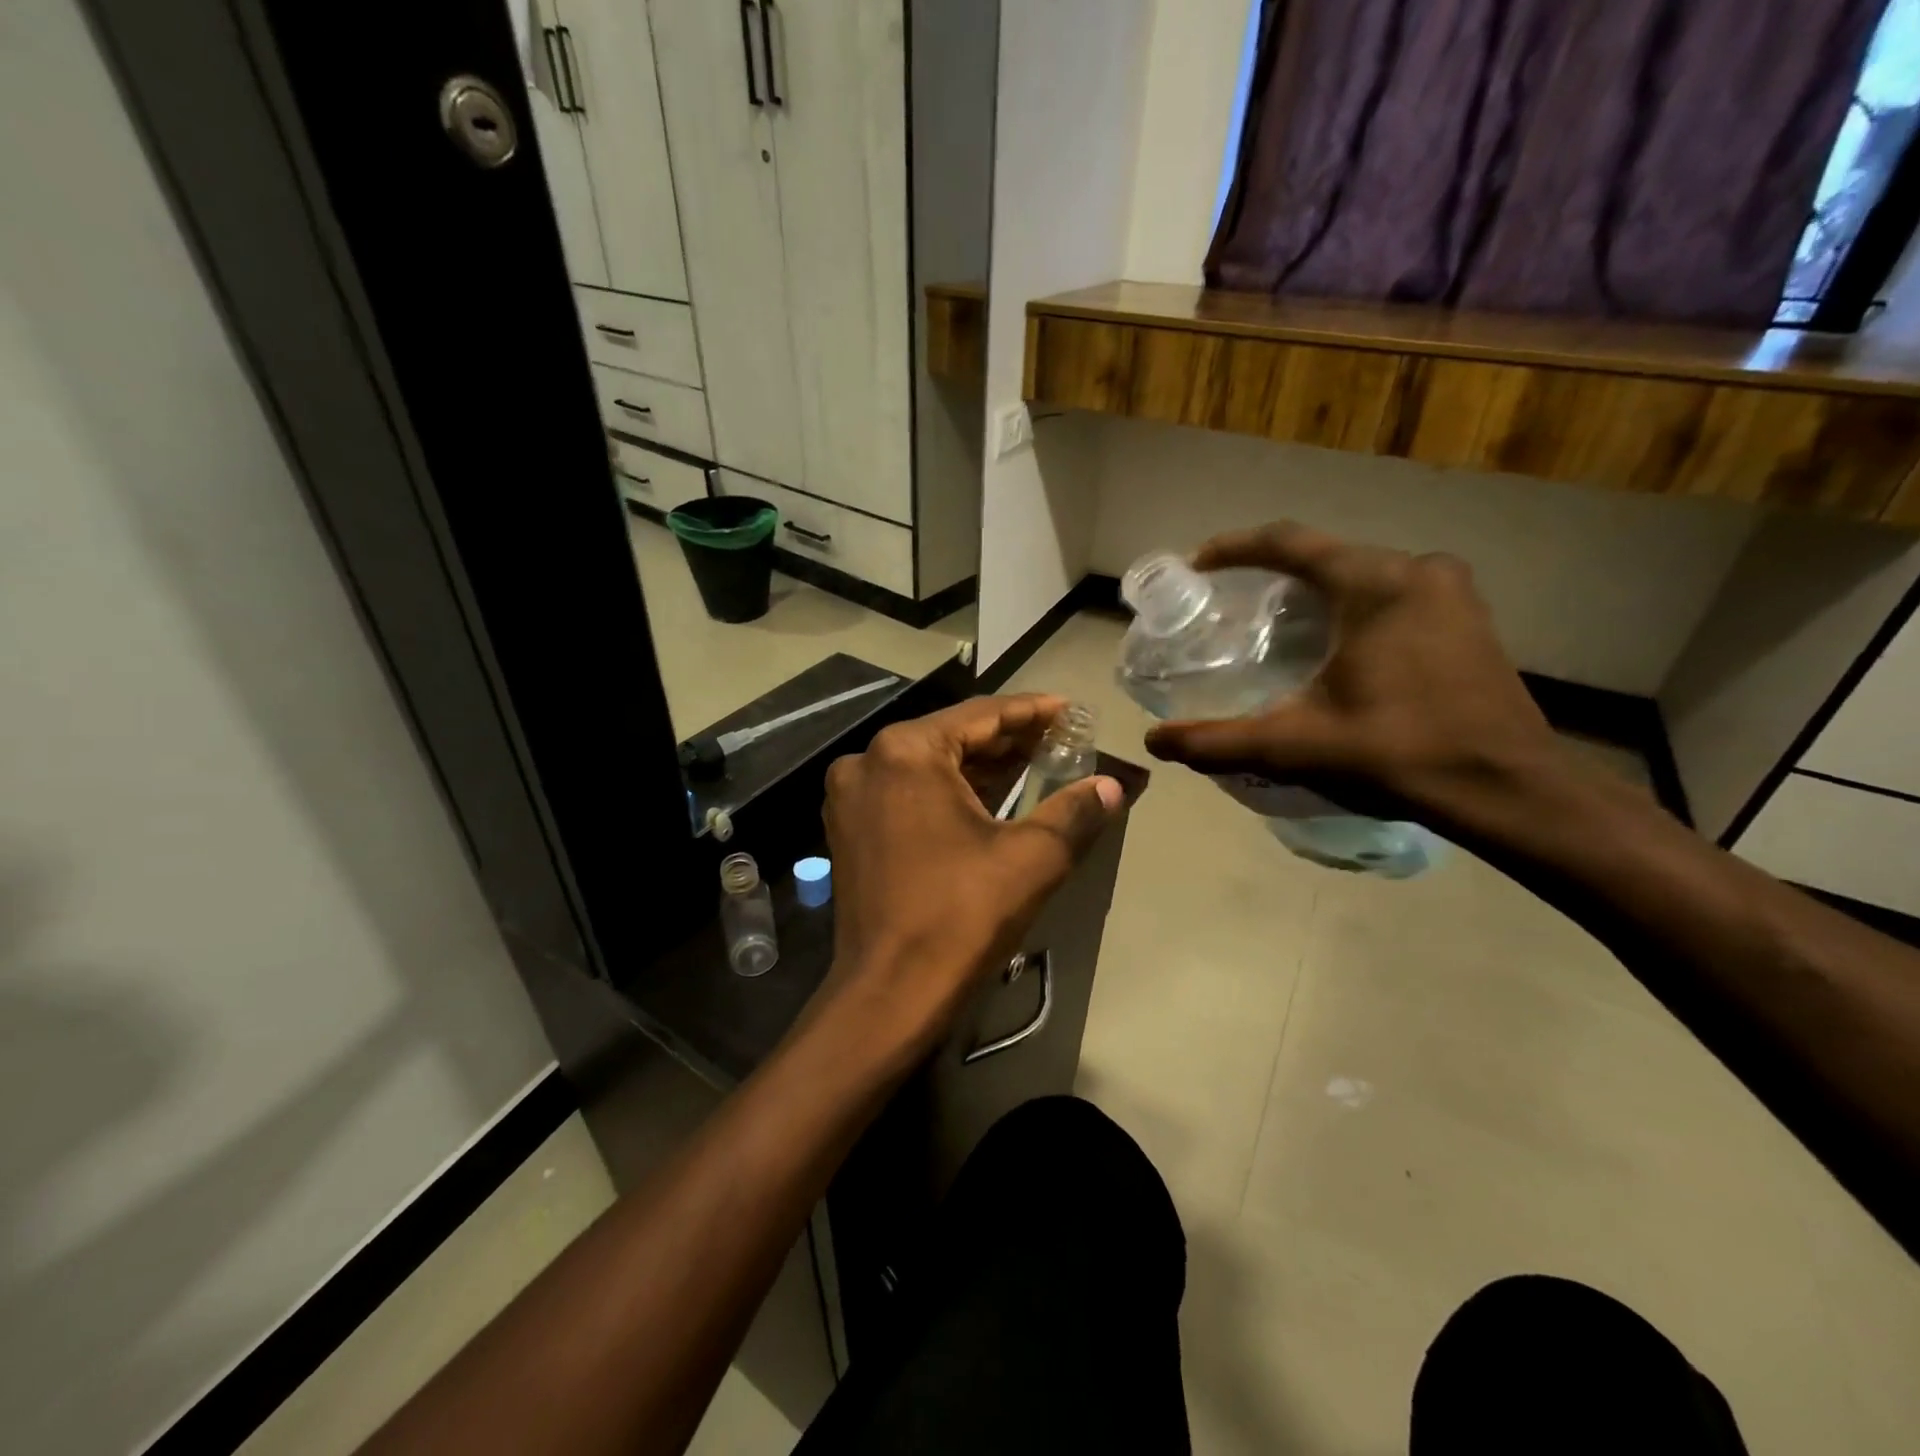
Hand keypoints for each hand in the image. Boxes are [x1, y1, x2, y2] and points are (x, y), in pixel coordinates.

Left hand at [822, 695, 1122, 1052]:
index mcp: (906, 752)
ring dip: (980, 766)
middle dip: (1008, 739)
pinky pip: (908, 792)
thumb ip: (1075, 811)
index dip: (1032, 712)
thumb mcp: (1031, 858)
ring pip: (929, 766)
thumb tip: (1112, 786)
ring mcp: (852, 797)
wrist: (890, 992)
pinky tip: (989, 797)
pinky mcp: (850, 829)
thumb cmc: (960, 915)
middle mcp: (869, 761)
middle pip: (952, 737)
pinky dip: (949, 791)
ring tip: (1035, 764)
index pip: (982, 715)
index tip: (1070, 711)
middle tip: (1060, 740)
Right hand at [1143, 523, 1561, 823]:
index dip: (1235, 547)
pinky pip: (1394, 593)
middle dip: (1273, 573)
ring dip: (1315, 591)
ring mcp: (1453, 592)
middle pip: (1326, 556)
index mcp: (1375, 583)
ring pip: (1362, 574)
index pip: (1289, 543)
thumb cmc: (1397, 754)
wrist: (1509, 789)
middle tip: (1230, 603)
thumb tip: (1154, 742)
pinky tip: (1333, 645)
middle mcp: (1418, 570)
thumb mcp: (1294, 746)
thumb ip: (1217, 741)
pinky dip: (1353, 607)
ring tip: (1274, 625)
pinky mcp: (1470, 619)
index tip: (1196, 564)